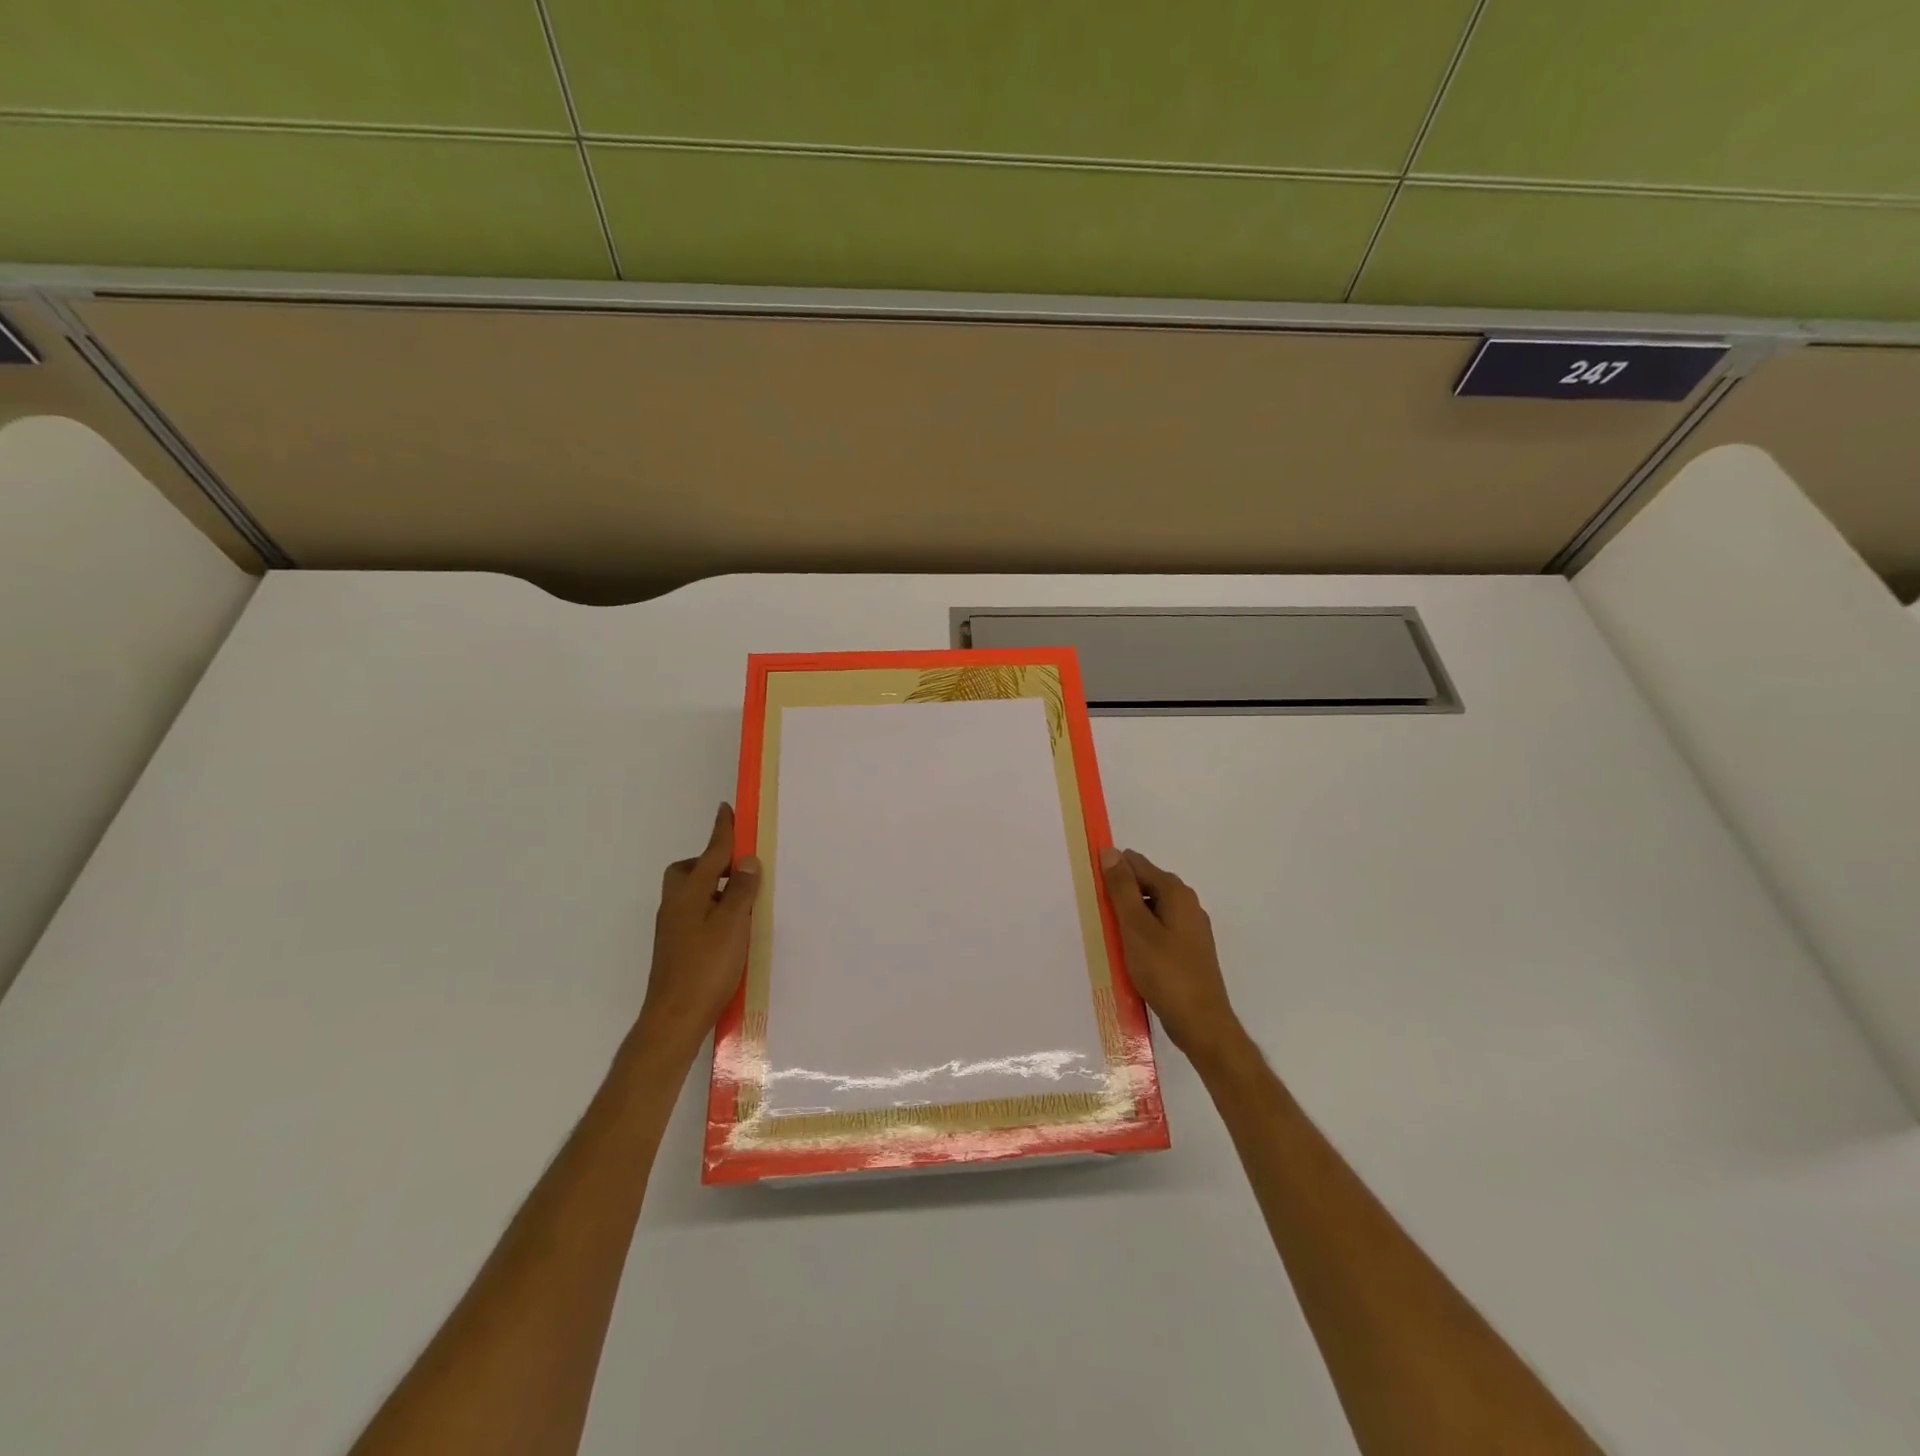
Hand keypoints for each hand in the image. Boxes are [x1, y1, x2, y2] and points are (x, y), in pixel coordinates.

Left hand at [635, 804, 760, 1063]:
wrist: (674, 1018)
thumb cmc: (706, 967)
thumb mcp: (732, 924)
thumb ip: (740, 890)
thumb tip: (746, 860)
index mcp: (690, 893)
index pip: (710, 853)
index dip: (722, 832)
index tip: (726, 809)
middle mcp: (676, 905)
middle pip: (689, 870)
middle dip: (710, 862)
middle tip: (738, 867)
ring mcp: (673, 928)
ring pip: (691, 893)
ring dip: (712, 887)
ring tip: (742, 899)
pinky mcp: (676, 947)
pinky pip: (694, 913)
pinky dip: (711, 909)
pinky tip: (729, 928)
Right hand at [1099, 847, 1242, 1059]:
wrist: (1201, 1023)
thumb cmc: (1165, 972)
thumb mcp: (1136, 928)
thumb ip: (1122, 889)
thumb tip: (1110, 852)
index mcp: (1176, 893)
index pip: (1137, 864)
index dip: (1112, 870)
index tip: (1088, 885)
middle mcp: (1187, 904)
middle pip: (1145, 885)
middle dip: (1119, 893)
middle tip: (1094, 911)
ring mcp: (1190, 929)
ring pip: (1151, 910)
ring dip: (1128, 916)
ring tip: (1105, 933)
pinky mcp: (1188, 951)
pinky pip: (1158, 930)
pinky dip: (1140, 934)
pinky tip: (1127, 952)